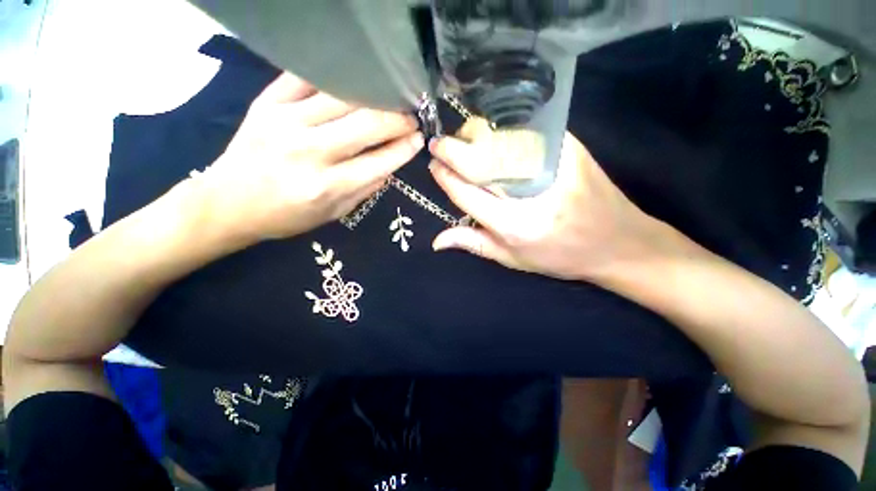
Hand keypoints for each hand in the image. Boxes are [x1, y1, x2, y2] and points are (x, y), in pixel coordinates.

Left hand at [191, 72, 423, 244]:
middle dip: (398, 118)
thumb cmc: (286, 216)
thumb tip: (392, 163)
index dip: (405, 148)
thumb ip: (365, 188)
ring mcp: (285, 122)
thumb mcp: (334, 214)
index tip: (418, 139)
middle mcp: (309, 152)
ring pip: (344, 97)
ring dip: (375, 96)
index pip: (380, 162)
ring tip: (389, 99)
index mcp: (327, 187)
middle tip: (410, 117)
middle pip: (368, 124)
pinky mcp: (266, 103)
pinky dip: (336, 77)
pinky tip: (353, 82)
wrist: (226, 203)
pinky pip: (307, 78)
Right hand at [428, 122, 667, 280]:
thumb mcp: (513, 259)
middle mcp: (530, 193)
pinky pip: (524, 130)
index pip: (467, 192)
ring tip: (467, 145)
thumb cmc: (560, 256)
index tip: (434, 163)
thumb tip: (437, 240)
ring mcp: (552, 164)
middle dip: (454, 148)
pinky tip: (495, 139)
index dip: (445, 175)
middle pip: (480, 158)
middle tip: (443, 147)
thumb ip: (474, 244)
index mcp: (514, 225)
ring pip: (499, 137)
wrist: (618, 242)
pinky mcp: (569, 147)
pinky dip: (501, 131)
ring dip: (475, 136)